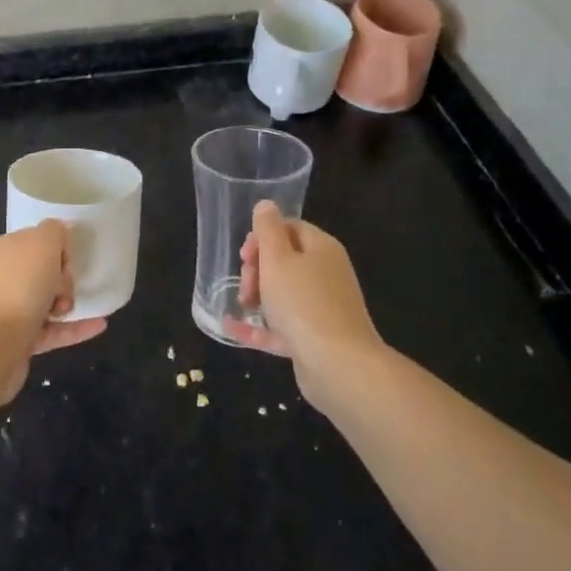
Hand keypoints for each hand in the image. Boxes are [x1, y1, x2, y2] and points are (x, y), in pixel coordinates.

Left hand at [0, 220, 105, 402]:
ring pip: (49, 301)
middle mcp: (5, 277)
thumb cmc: (21, 286)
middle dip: (64, 278)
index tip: (67, 260)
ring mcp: (11, 309)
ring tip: (72, 308)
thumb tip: (59, 235)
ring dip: (68, 303)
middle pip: (45, 271)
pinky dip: (76, 328)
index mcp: (7, 249)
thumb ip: (54, 231)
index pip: (39, 240)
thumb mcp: (43, 242)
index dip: (59, 248)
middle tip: (64, 287)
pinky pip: (54, 330)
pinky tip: (100, 325)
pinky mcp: (21, 339)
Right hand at [230, 202, 383, 397]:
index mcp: (321, 248)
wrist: (338, 365)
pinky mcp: (315, 338)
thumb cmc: (303, 303)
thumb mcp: (277, 259)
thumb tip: (266, 205)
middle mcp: (326, 274)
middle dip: (257, 269)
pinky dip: (259, 325)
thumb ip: (268, 230)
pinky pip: (282, 325)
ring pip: (283, 293)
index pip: (289, 228)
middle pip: (285, 260)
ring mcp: (322, 308)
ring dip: (257, 296)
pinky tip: (232, 328)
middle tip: (245, 285)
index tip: (244, 255)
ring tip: (241, 305)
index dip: (262, 237)